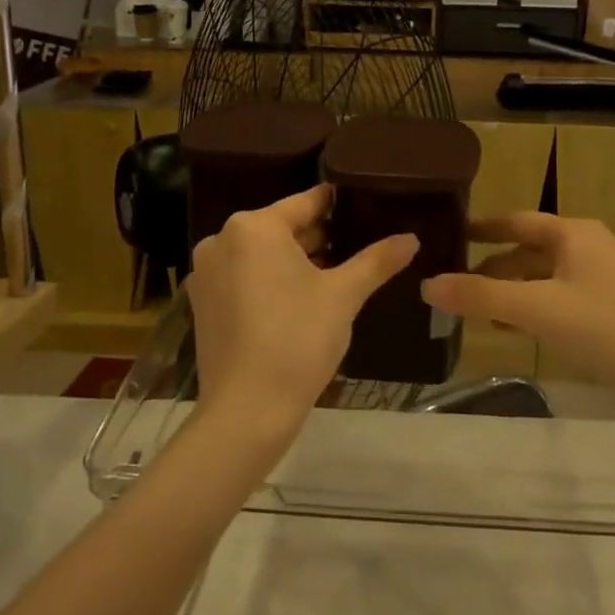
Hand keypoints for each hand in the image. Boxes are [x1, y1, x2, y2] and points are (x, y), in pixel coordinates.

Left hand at [186, 185, 417, 446]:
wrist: (247, 411)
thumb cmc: (298, 339)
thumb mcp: (344, 295)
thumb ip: (377, 260)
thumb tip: (411, 238)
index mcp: (254, 226)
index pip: (306, 203)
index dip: (338, 205)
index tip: (366, 206)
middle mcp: (222, 239)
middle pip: (282, 228)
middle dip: (319, 238)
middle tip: (359, 246)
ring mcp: (207, 273)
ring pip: (262, 254)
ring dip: (296, 261)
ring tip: (337, 274)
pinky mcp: (203, 303)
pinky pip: (244, 277)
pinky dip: (270, 281)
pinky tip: (301, 301)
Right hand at [421, 214, 614, 410]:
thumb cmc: (604, 326)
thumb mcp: (537, 309)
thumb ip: (481, 297)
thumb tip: (428, 285)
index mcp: (573, 233)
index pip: (517, 221)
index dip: (484, 228)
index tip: (453, 234)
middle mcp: (587, 245)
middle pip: (529, 251)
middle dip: (494, 268)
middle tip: (457, 284)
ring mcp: (602, 276)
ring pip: (544, 276)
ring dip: (512, 291)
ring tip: (480, 312)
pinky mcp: (610, 305)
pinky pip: (560, 296)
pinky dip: (534, 306)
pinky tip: (517, 328)